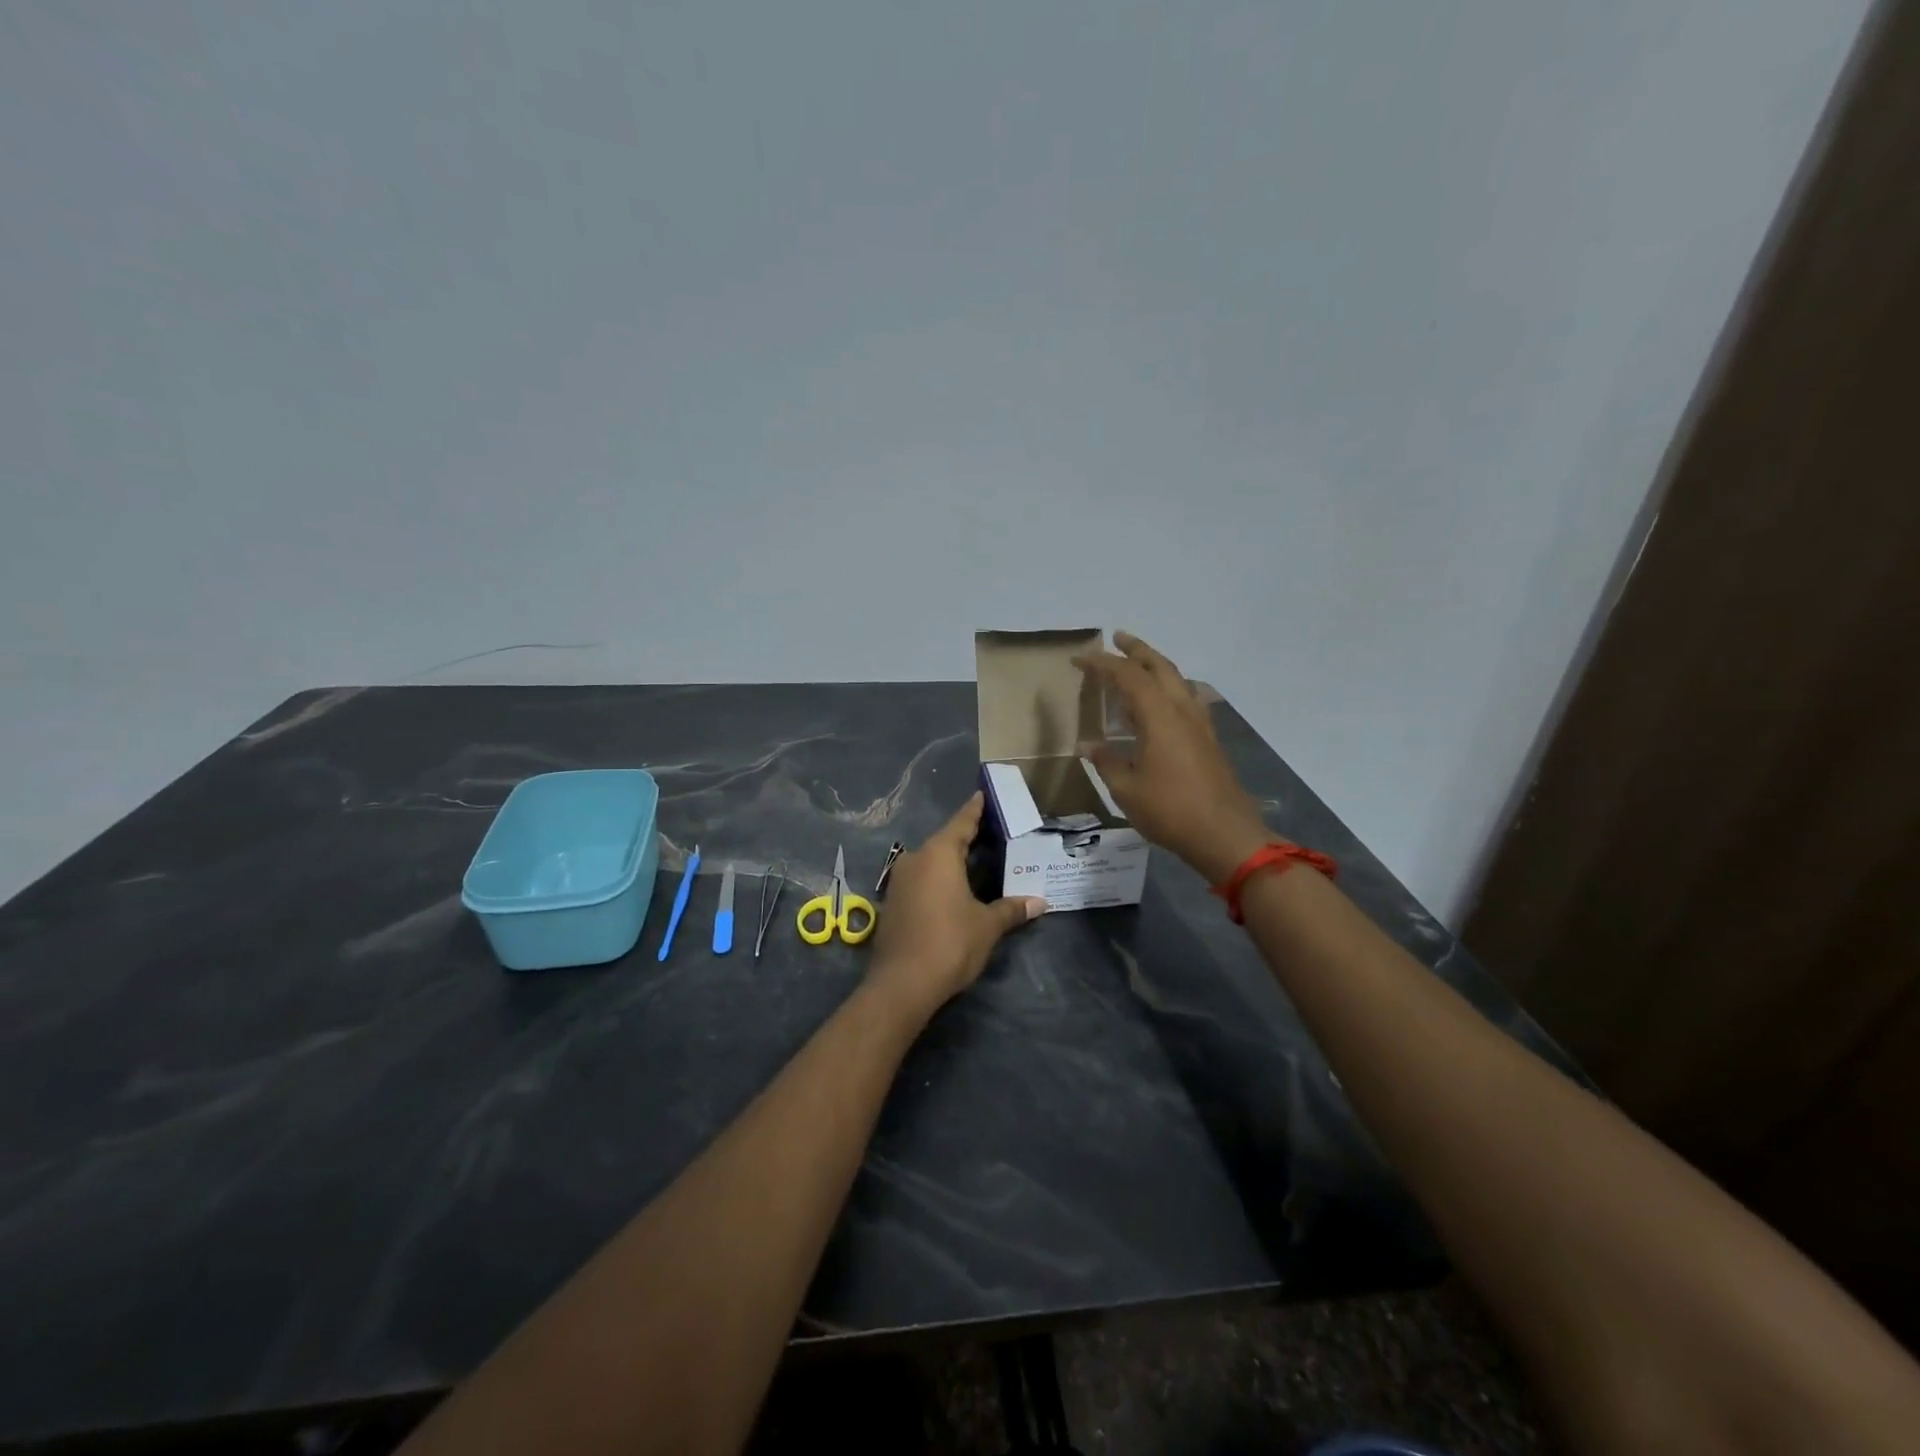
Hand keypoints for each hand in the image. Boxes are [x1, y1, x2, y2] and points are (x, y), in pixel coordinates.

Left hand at [867, 793, 1045, 1013]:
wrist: (902, 984)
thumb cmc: (950, 943)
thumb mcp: (987, 926)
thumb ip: (1011, 909)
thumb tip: (1039, 902)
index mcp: (938, 854)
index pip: (962, 823)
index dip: (975, 810)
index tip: (982, 794)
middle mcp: (915, 859)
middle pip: (945, 842)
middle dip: (967, 840)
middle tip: (992, 836)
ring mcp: (900, 882)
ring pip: (931, 863)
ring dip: (952, 864)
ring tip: (978, 865)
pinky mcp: (893, 904)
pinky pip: (921, 881)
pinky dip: (938, 881)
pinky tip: (955, 892)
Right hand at [1072, 631, 1274, 884]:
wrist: (1225, 835)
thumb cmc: (1170, 811)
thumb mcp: (1127, 790)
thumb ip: (1107, 762)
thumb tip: (1087, 745)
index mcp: (1159, 716)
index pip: (1127, 677)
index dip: (1101, 665)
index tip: (1079, 660)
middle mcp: (1182, 710)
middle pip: (1160, 667)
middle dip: (1137, 650)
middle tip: (1117, 639)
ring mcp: (1200, 724)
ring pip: (1177, 680)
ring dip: (1156, 666)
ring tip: (1138, 665)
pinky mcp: (1209, 739)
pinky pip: (1187, 699)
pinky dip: (1170, 689)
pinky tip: (1164, 703)